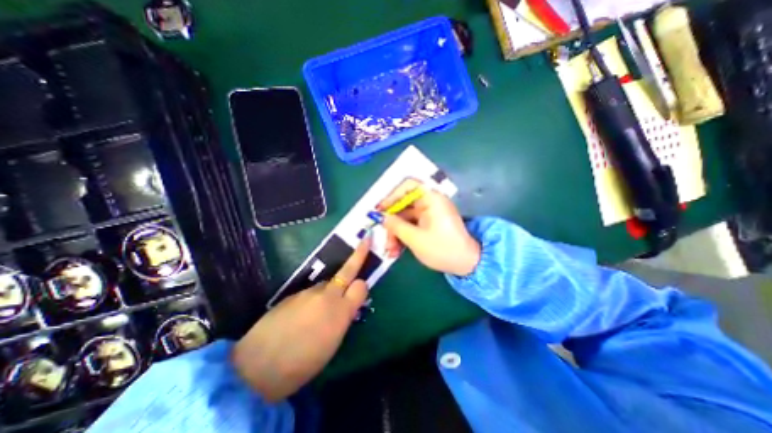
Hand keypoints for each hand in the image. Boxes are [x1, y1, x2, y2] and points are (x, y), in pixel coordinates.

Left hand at [231, 237, 372, 401]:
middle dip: (358, 255)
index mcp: (341, 311)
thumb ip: (343, 319)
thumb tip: (347, 307)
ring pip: (327, 283)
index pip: (361, 286)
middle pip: (347, 269)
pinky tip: (301, 316)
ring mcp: (308, 291)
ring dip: (329, 291)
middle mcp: (327, 295)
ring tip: (317, 314)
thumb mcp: (332, 345)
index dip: (362, 286)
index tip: (361, 290)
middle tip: (366, 240)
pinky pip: (310, 292)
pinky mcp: (293, 293)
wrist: (257, 367)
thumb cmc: (302, 365)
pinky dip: (312, 299)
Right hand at [379, 189, 479, 276]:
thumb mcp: (415, 238)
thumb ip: (395, 225)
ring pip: (405, 217)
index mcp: (431, 198)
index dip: (391, 196)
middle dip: (391, 222)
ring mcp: (430, 213)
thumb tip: (380, 216)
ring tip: (390, 250)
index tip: (379, 210)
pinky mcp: (429, 223)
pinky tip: (397, 249)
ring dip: (395, 232)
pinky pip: (411, 224)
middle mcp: (430, 202)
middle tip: (383, 237)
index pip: (407, 186)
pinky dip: (403, 235)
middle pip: (403, 204)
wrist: (467, 264)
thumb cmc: (443, 249)